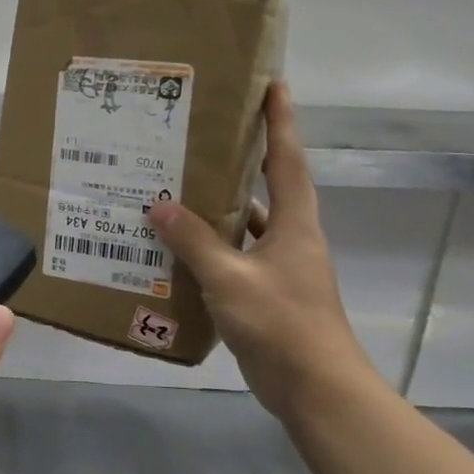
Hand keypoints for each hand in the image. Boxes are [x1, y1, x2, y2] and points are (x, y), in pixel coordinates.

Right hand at [149, 82, 379, 415]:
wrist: (315, 388)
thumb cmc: (281, 323)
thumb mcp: (230, 278)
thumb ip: (194, 241)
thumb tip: (158, 206)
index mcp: (294, 224)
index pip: (287, 160)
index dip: (281, 121)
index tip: (273, 84)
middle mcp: (291, 239)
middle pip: (268, 187)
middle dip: (244, 159)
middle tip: (204, 135)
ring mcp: (280, 269)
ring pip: (247, 226)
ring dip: (219, 210)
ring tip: (177, 189)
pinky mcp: (267, 295)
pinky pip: (235, 259)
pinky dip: (211, 251)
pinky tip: (178, 250)